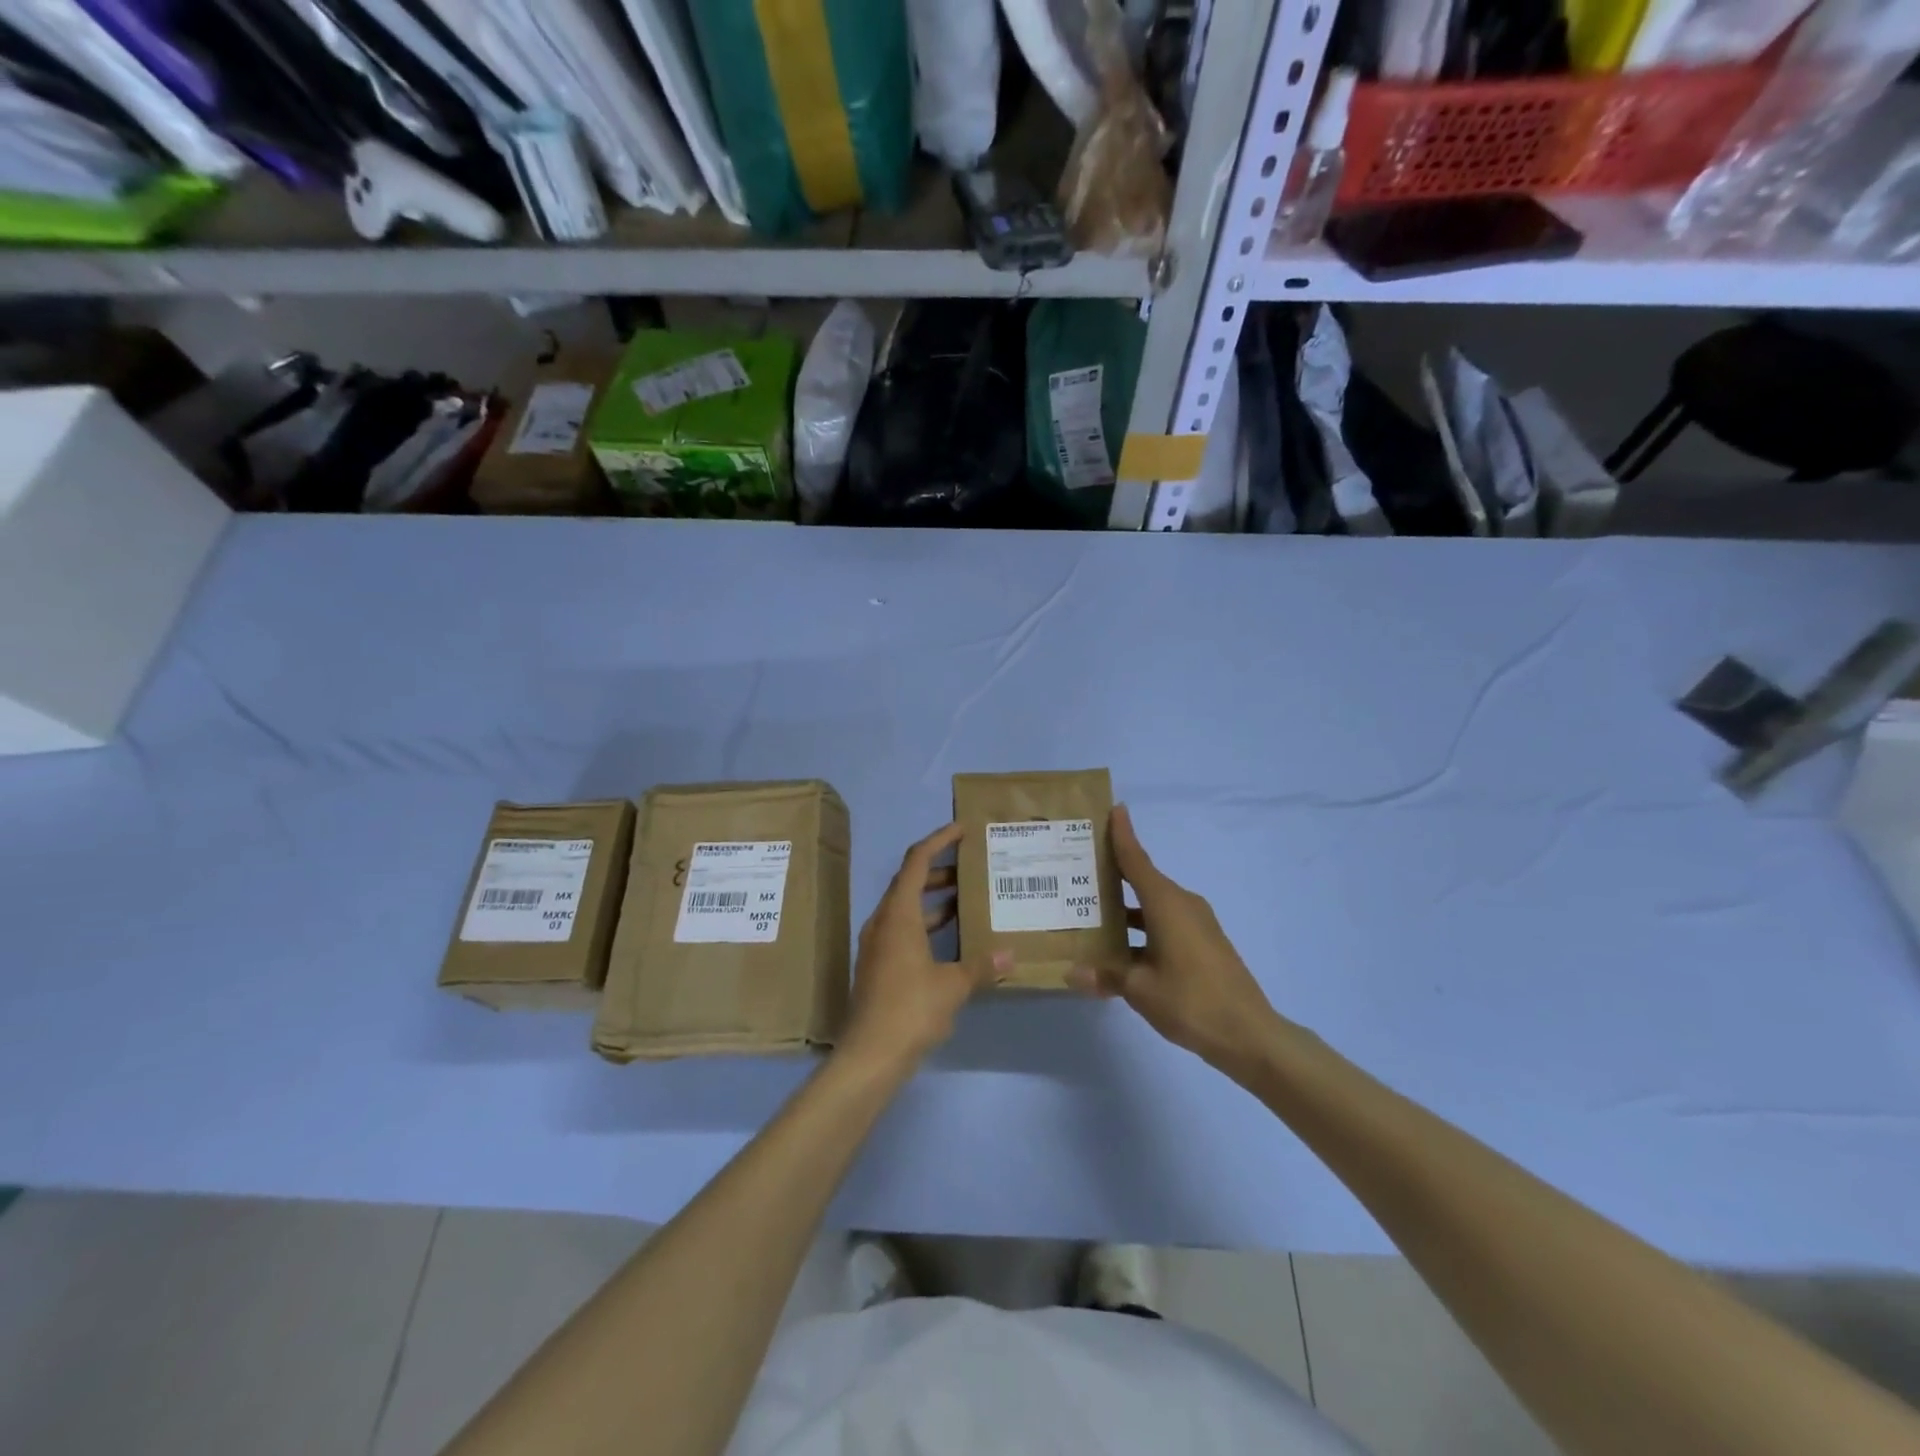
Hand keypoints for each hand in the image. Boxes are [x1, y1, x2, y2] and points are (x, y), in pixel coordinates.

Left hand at [839, 823, 1002, 1070]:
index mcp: (898, 914)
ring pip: (907, 908)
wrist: (870, 1055)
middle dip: (940, 870)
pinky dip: (928, 925)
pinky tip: (952, 940)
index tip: (962, 829)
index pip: (917, 862)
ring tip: (968, 897)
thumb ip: (981, 966)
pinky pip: (904, 930)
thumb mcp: (953, 985)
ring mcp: (878, 945)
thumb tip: (1010, 956)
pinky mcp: (879, 966)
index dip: (939, 840)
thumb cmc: (911, 1009)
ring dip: (934, 900)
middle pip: (909, 882)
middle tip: (972, 866)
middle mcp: (883, 922)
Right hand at [1067, 805, 1278, 1073]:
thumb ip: (1105, 976)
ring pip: (1153, 904)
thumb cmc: (1191, 1001)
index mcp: (1166, 903)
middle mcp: (1182, 904)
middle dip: (1114, 872)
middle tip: (1080, 865)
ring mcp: (1196, 924)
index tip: (1113, 808)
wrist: (1249, 1034)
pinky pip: (1165, 922)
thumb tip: (1071, 973)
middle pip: (1143, 878)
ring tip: (1090, 909)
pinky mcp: (1203, 943)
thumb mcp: (1140, 990)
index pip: (1137, 859)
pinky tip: (1121, 947)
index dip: (1122, 834)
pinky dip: (1142, 926)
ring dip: (1126, 906)